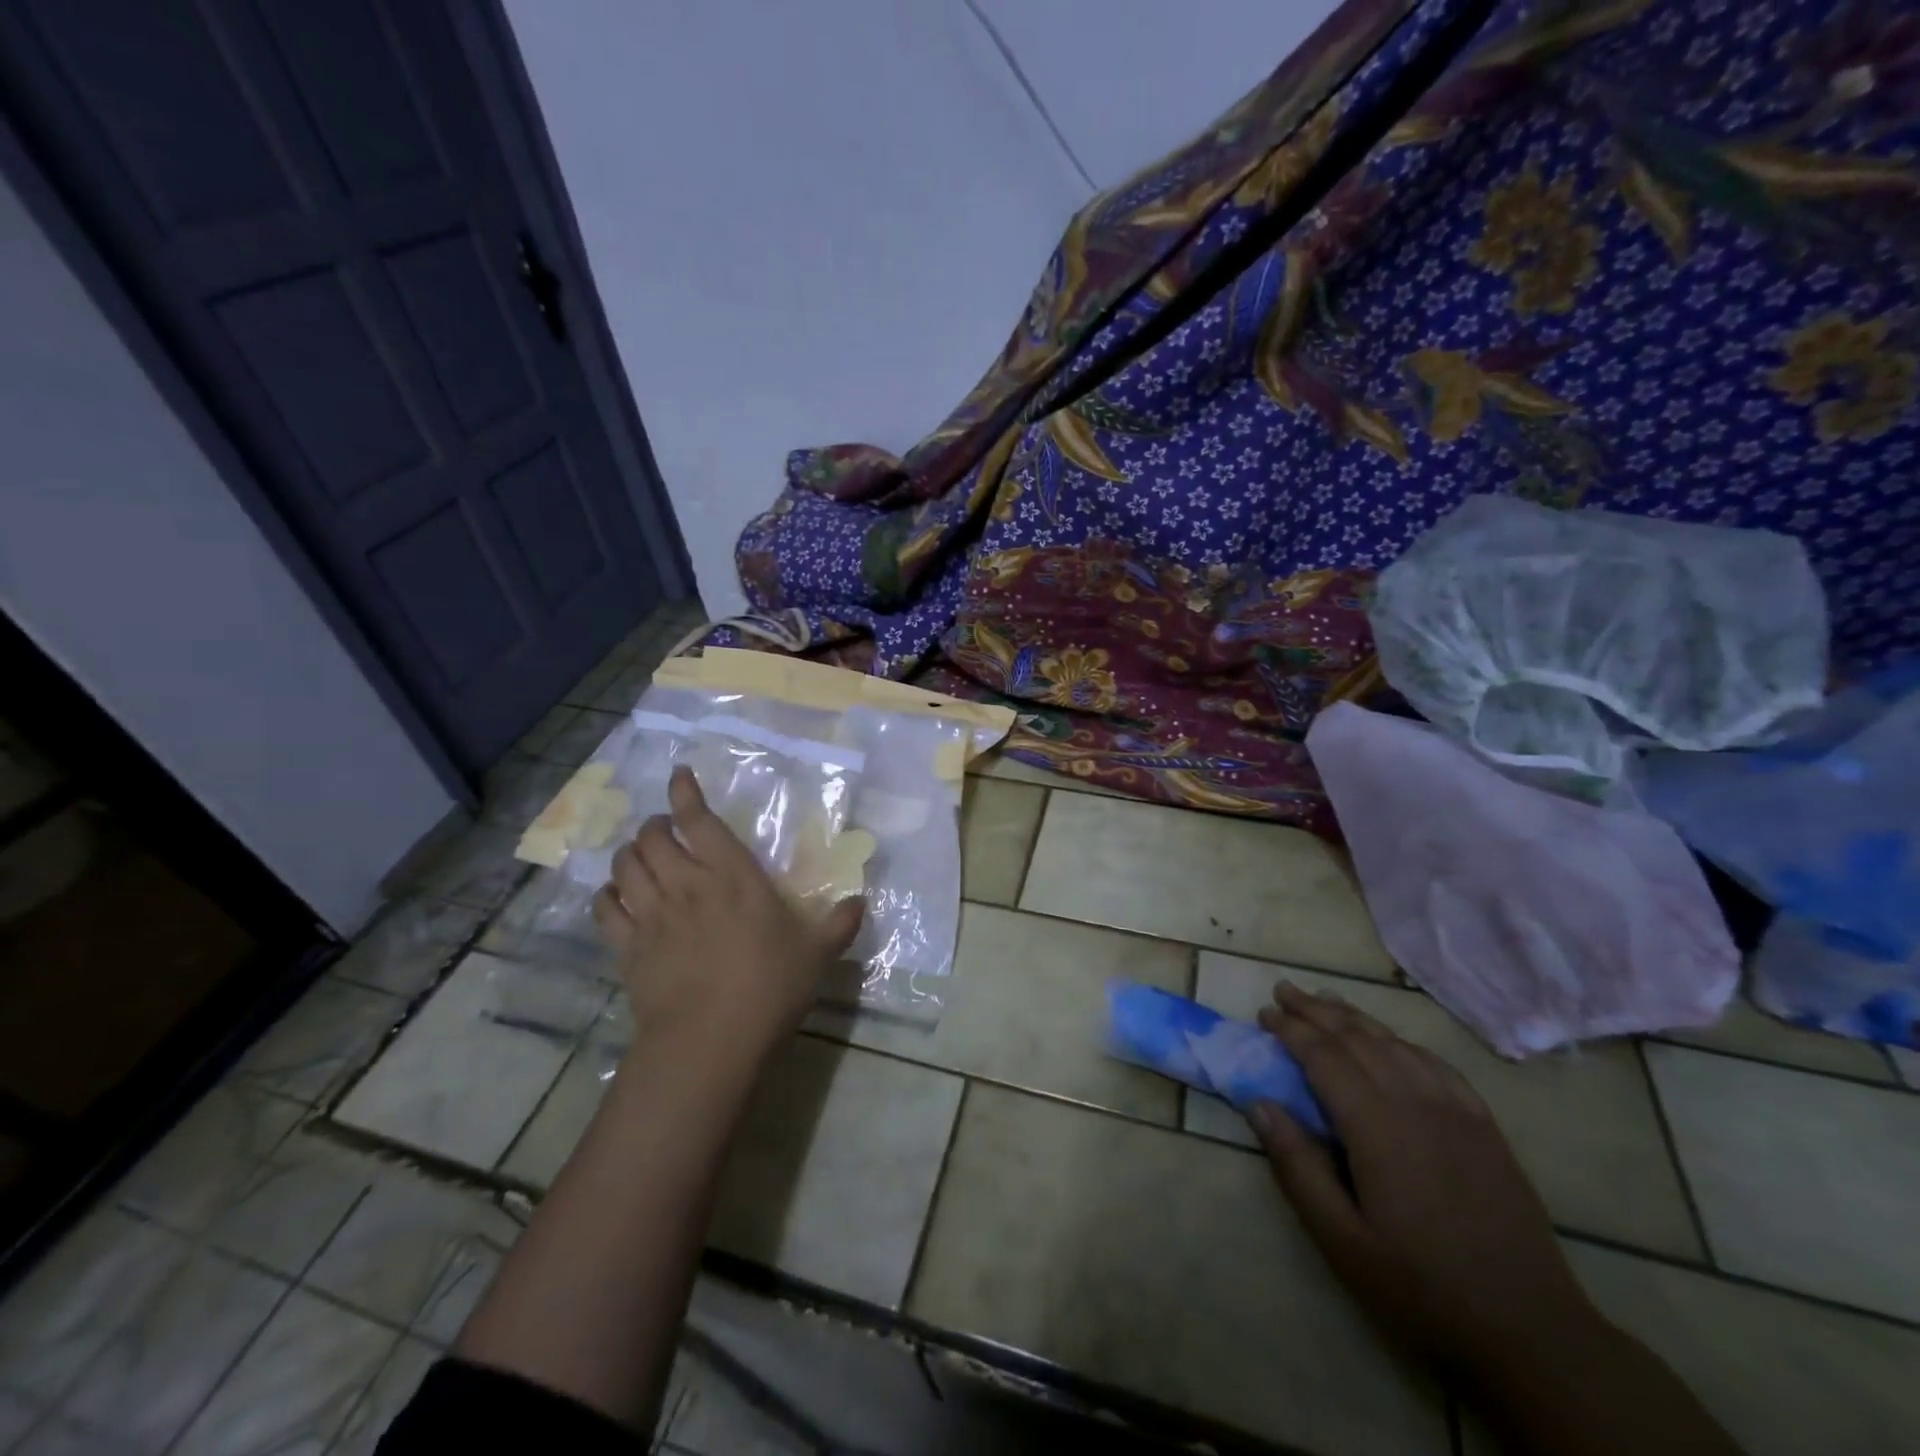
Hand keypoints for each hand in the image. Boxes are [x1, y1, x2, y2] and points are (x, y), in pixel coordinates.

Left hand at [592, 766, 863, 1068]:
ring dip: (630, 852)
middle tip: (665, 828)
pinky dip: (607, 894)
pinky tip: (616, 896)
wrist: (710, 1041)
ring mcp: (652, 915)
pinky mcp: (628, 947)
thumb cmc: (769, 987)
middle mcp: (686, 884)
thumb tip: (861, 901)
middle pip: (652, 837)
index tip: (679, 775)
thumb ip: (840, 923)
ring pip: (625, 866)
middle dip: (655, 824)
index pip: (698, 820)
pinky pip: (605, 908)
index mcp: (732, 876)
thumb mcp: (818, 953)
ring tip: (640, 854)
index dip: (685, 792)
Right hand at [1250, 982, 1600, 1374]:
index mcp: (1377, 1126)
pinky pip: (1436, 1064)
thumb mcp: (1342, 1240)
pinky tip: (1390, 1041)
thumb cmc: (1421, 1288)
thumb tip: (1261, 1103)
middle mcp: (1416, 1102)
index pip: (1324, 1057)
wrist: (1531, 1332)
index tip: (1264, 1012)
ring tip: (1325, 1001)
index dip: (1291, 1030)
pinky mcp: (1484, 1125)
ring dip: (1355, 1017)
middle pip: (1358, 1038)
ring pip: (1396, 1043)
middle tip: (1284, 989)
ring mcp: (1457, 1111)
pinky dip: (1402, 1041)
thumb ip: (1298, 1166)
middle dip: (1316, 1010)